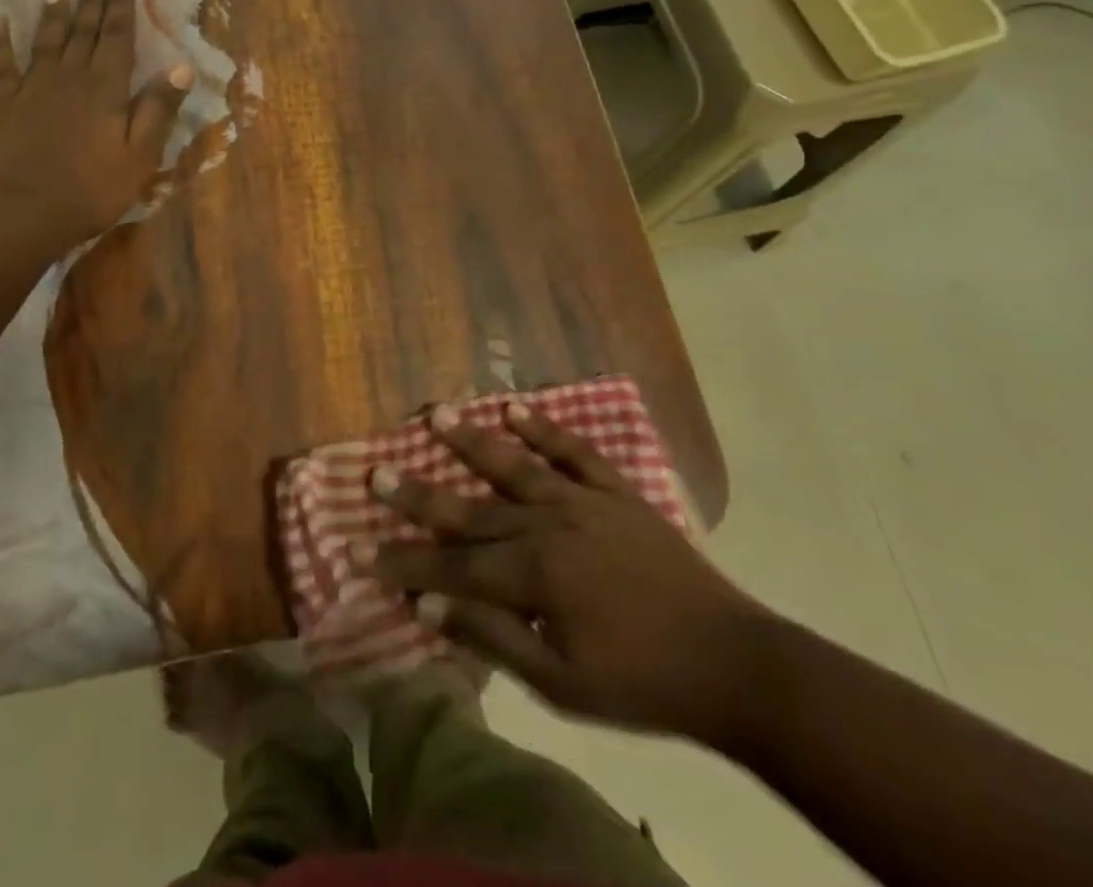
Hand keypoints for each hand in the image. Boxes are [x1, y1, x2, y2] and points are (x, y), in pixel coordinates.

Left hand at [0, 0, 191, 246]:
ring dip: (54, 14)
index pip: (118, 38)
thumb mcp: (141, 155)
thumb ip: (159, 109)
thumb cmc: (92, 189)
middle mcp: (70, 77)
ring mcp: (32, 87)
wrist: (24, 212)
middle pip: (83, 32)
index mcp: (106, 88)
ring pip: (46, 41)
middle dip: (92, 2)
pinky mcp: (2, 104)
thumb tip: (182, 66)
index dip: (121, 8)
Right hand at [367, 404, 770, 743]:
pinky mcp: (616, 492)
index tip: (359, 550)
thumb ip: (492, 639)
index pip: (452, 569)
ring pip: (515, 465)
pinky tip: (516, 408)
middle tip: (375, 473)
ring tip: (436, 414)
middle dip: (418, 496)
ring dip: (472, 441)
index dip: (404, 563)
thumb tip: (426, 609)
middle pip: (470, 510)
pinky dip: (545, 429)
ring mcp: (583, 501)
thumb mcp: (561, 683)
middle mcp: (548, 525)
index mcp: (534, 576)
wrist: (733, 662)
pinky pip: (575, 452)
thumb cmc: (641, 683)